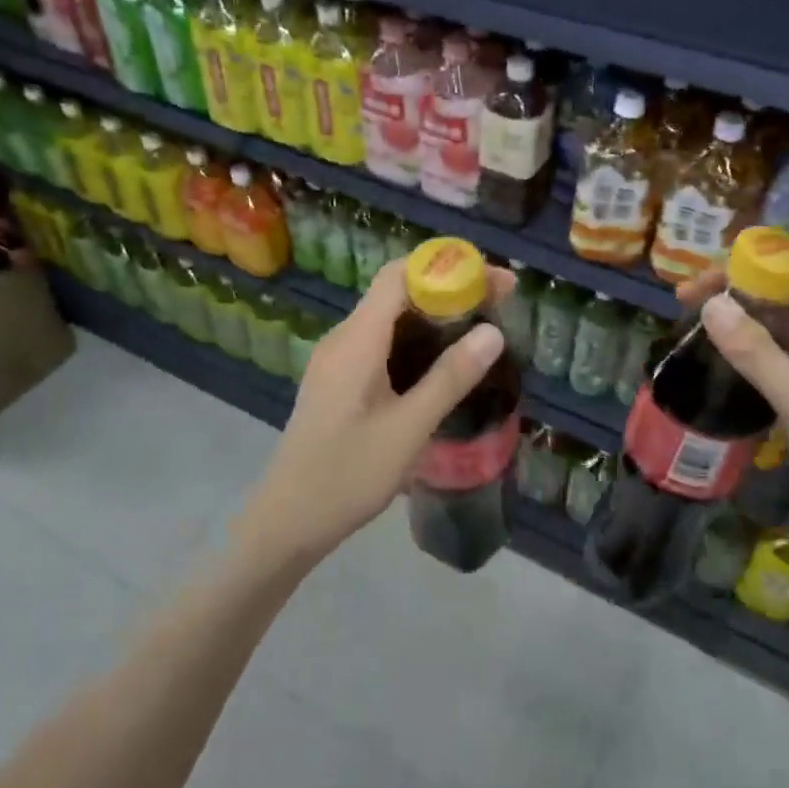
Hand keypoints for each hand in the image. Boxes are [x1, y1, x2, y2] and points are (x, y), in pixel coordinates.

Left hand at [232, 258, 512, 568]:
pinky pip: (378, 343)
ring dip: (433, 316)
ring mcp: (336, 360)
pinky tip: (439, 364)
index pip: (400, 275)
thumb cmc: (348, 474)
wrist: (289, 520)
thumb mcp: (409, 428)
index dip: (448, 267)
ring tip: (479, 331)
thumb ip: (450, 378)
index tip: (494, 280)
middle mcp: (342, 339)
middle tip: (499, 305)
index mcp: (356, 341)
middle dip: (448, 289)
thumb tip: (493, 332)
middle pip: (396, 292)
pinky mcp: (337, 381)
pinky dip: (414, 340)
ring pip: (388, 318)